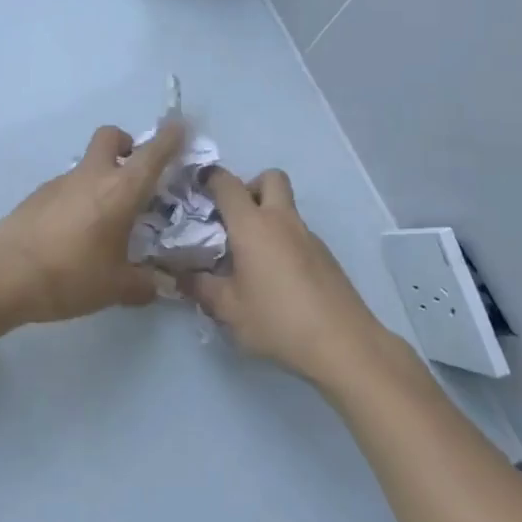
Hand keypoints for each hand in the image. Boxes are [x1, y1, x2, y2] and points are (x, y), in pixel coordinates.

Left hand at [0, 120, 185, 327]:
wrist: (2, 275)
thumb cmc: (69, 276)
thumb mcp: (115, 288)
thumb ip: (143, 284)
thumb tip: (159, 286)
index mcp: (120, 191)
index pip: (151, 154)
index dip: (169, 138)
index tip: (178, 126)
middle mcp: (91, 176)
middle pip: (110, 137)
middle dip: (126, 144)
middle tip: (133, 172)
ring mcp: (59, 182)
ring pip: (87, 164)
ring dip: (100, 177)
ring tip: (104, 219)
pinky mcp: (36, 195)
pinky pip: (66, 186)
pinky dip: (78, 197)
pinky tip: (74, 233)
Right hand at [183, 168, 386, 386]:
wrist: (343, 343)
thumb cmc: (277, 320)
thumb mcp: (228, 309)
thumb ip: (200, 288)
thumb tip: (179, 276)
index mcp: (252, 225)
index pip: (227, 183)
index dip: (209, 178)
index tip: (196, 188)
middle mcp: (282, 220)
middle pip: (269, 178)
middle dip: (249, 187)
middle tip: (234, 219)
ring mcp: (309, 236)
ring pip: (286, 207)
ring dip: (267, 217)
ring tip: (251, 257)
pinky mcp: (326, 256)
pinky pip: (298, 234)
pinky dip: (283, 241)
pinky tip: (276, 278)